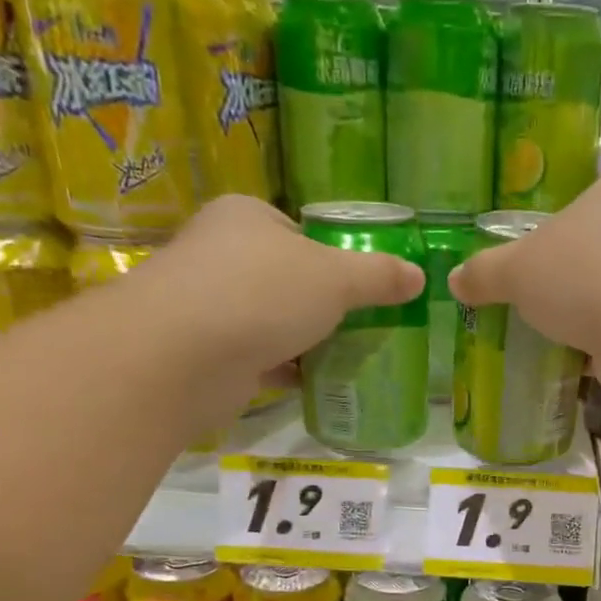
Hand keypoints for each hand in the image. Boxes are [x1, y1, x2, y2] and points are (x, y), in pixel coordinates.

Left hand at [131, 193, 426, 385]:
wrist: (183, 356)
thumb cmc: (261, 294)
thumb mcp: (335, 278)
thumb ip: (377, 276)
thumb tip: (418, 276)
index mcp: (247, 217)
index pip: (299, 232)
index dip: (334, 258)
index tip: (364, 289)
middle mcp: (222, 254)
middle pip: (287, 279)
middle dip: (323, 306)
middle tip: (364, 327)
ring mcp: (211, 306)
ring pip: (273, 321)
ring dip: (306, 340)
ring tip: (351, 358)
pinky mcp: (209, 353)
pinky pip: (260, 358)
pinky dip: (287, 370)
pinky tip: (318, 384)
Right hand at [449, 170, 600, 411]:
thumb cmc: (584, 278)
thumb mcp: (517, 271)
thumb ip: (485, 273)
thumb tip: (454, 280)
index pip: (575, 208)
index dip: (548, 237)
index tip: (526, 268)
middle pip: (593, 254)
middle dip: (566, 283)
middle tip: (532, 309)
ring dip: (586, 319)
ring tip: (550, 340)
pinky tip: (577, 364)